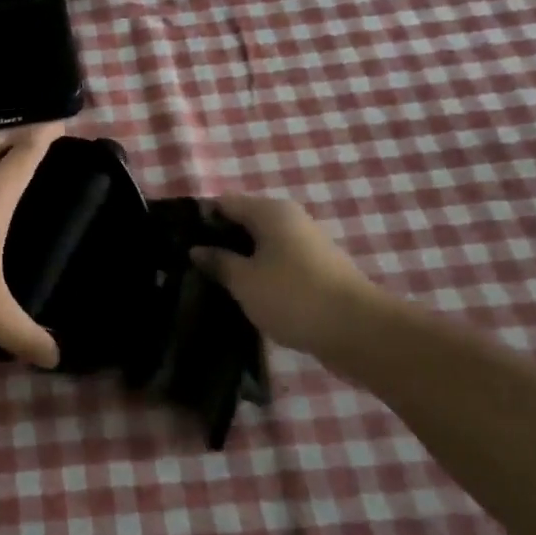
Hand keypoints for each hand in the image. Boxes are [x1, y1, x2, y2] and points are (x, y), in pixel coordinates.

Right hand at [189, 194, 391, 363]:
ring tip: (211, 281)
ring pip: (261, 245)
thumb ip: (218, 262)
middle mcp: (290, 219)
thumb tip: (197, 249)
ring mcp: (306, 245)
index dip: (199, 219)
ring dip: (238, 260)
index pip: (223, 203)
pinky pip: (276, 263)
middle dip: (218, 241)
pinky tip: (243, 293)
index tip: (176, 240)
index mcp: (270, 211)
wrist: (359, 331)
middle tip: (189, 265)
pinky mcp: (316, 270)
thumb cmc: (293, 297)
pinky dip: (258, 274)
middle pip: (243, 222)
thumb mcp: (244, 281)